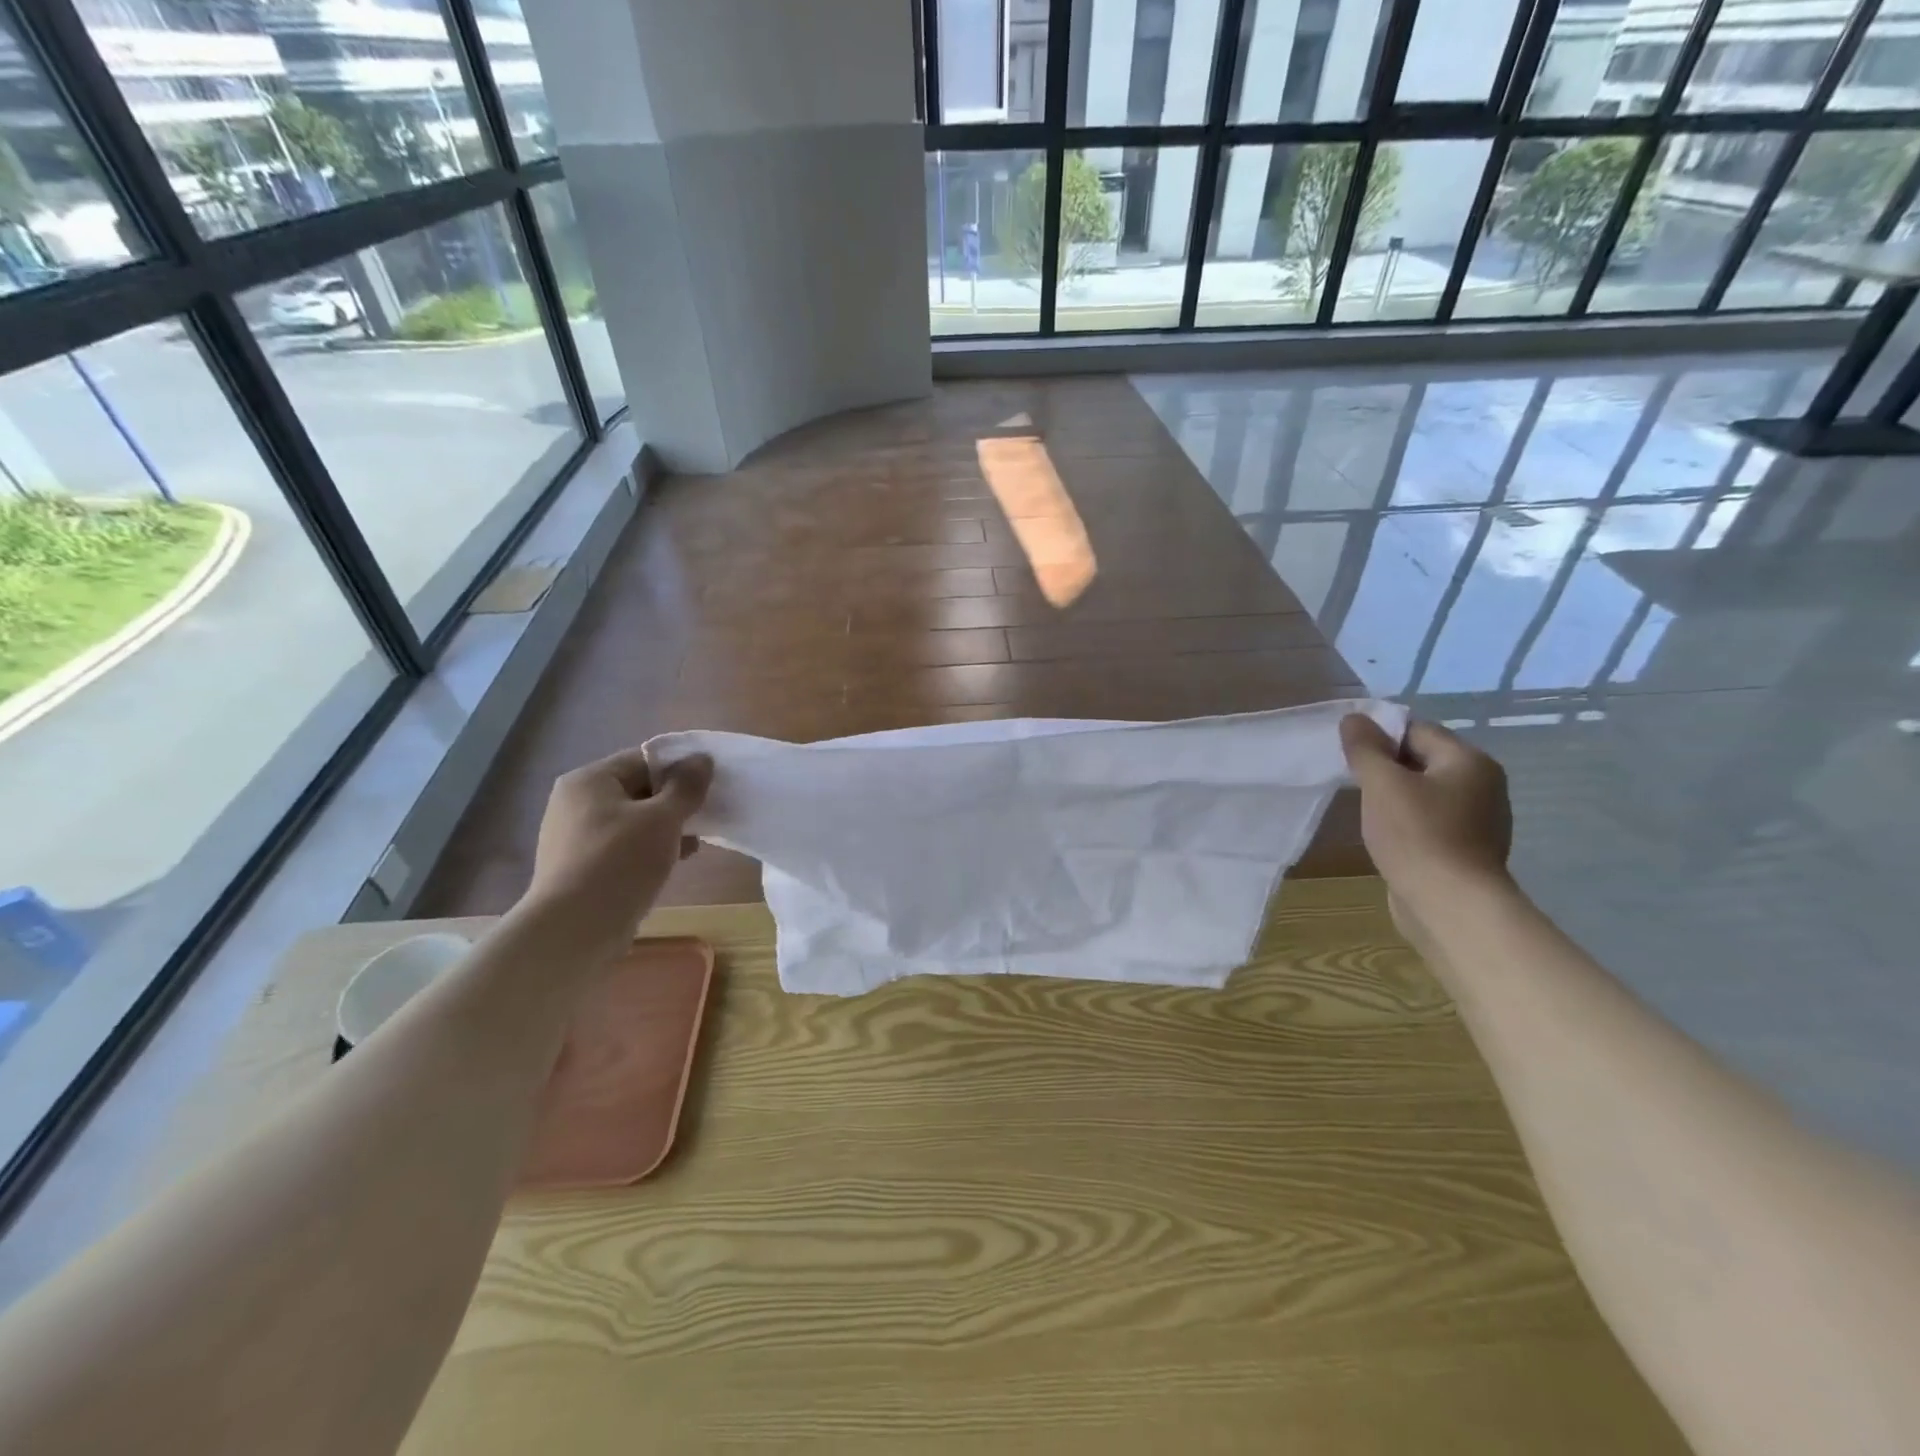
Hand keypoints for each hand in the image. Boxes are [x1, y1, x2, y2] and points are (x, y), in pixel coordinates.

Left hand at [520, 748, 712, 955]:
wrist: (575, 930)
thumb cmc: (620, 862)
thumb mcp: (663, 818)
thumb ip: (686, 786)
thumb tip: (702, 759)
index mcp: (589, 780)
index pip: (643, 760)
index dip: (680, 770)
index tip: (709, 788)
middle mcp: (575, 803)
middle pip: (638, 790)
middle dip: (674, 803)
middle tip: (705, 818)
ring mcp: (574, 837)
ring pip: (632, 822)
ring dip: (665, 830)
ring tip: (693, 846)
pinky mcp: (580, 868)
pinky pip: (622, 848)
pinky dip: (648, 851)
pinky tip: (671, 865)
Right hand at [1340, 716, 1512, 914]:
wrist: (1451, 906)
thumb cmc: (1417, 836)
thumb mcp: (1382, 784)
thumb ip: (1365, 748)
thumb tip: (1354, 718)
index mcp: (1469, 761)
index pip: (1417, 730)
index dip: (1380, 738)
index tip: (1350, 757)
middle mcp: (1483, 785)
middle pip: (1423, 760)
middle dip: (1386, 768)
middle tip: (1354, 784)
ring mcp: (1480, 820)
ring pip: (1426, 793)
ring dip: (1396, 798)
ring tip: (1368, 813)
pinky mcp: (1468, 850)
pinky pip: (1432, 821)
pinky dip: (1409, 824)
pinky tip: (1389, 839)